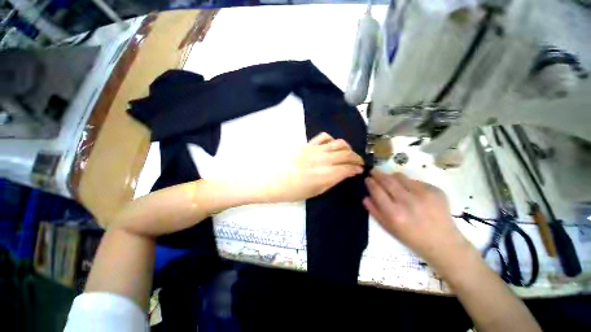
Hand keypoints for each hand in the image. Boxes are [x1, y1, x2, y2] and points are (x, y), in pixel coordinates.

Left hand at [264, 132, 363, 202]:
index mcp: (324, 174)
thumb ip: (331, 182)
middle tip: (358, 163)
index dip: (356, 169)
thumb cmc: (291, 191)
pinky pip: (324, 137)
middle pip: (346, 154)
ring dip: (347, 148)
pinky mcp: (307, 144)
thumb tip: (344, 174)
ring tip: (348, 154)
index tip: (360, 171)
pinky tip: (331, 146)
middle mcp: (322, 159)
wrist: (270, 180)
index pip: (347, 168)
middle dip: (356, 158)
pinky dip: (332, 140)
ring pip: (338, 143)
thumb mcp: (314, 192)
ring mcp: (314, 149)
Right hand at [363, 170, 475, 274]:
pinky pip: (415, 181)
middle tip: (373, 171)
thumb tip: (365, 196)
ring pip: (400, 177)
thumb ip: (374, 211)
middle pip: (387, 180)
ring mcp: (423, 194)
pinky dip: (407, 182)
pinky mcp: (435, 190)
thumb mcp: (388, 228)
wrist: (443, 242)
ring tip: (389, 178)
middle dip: (377, 174)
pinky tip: (408, 189)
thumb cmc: (411, 237)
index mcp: (394, 213)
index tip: (367, 178)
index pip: (377, 190)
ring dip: (391, 176)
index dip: (370, 182)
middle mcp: (408, 202)